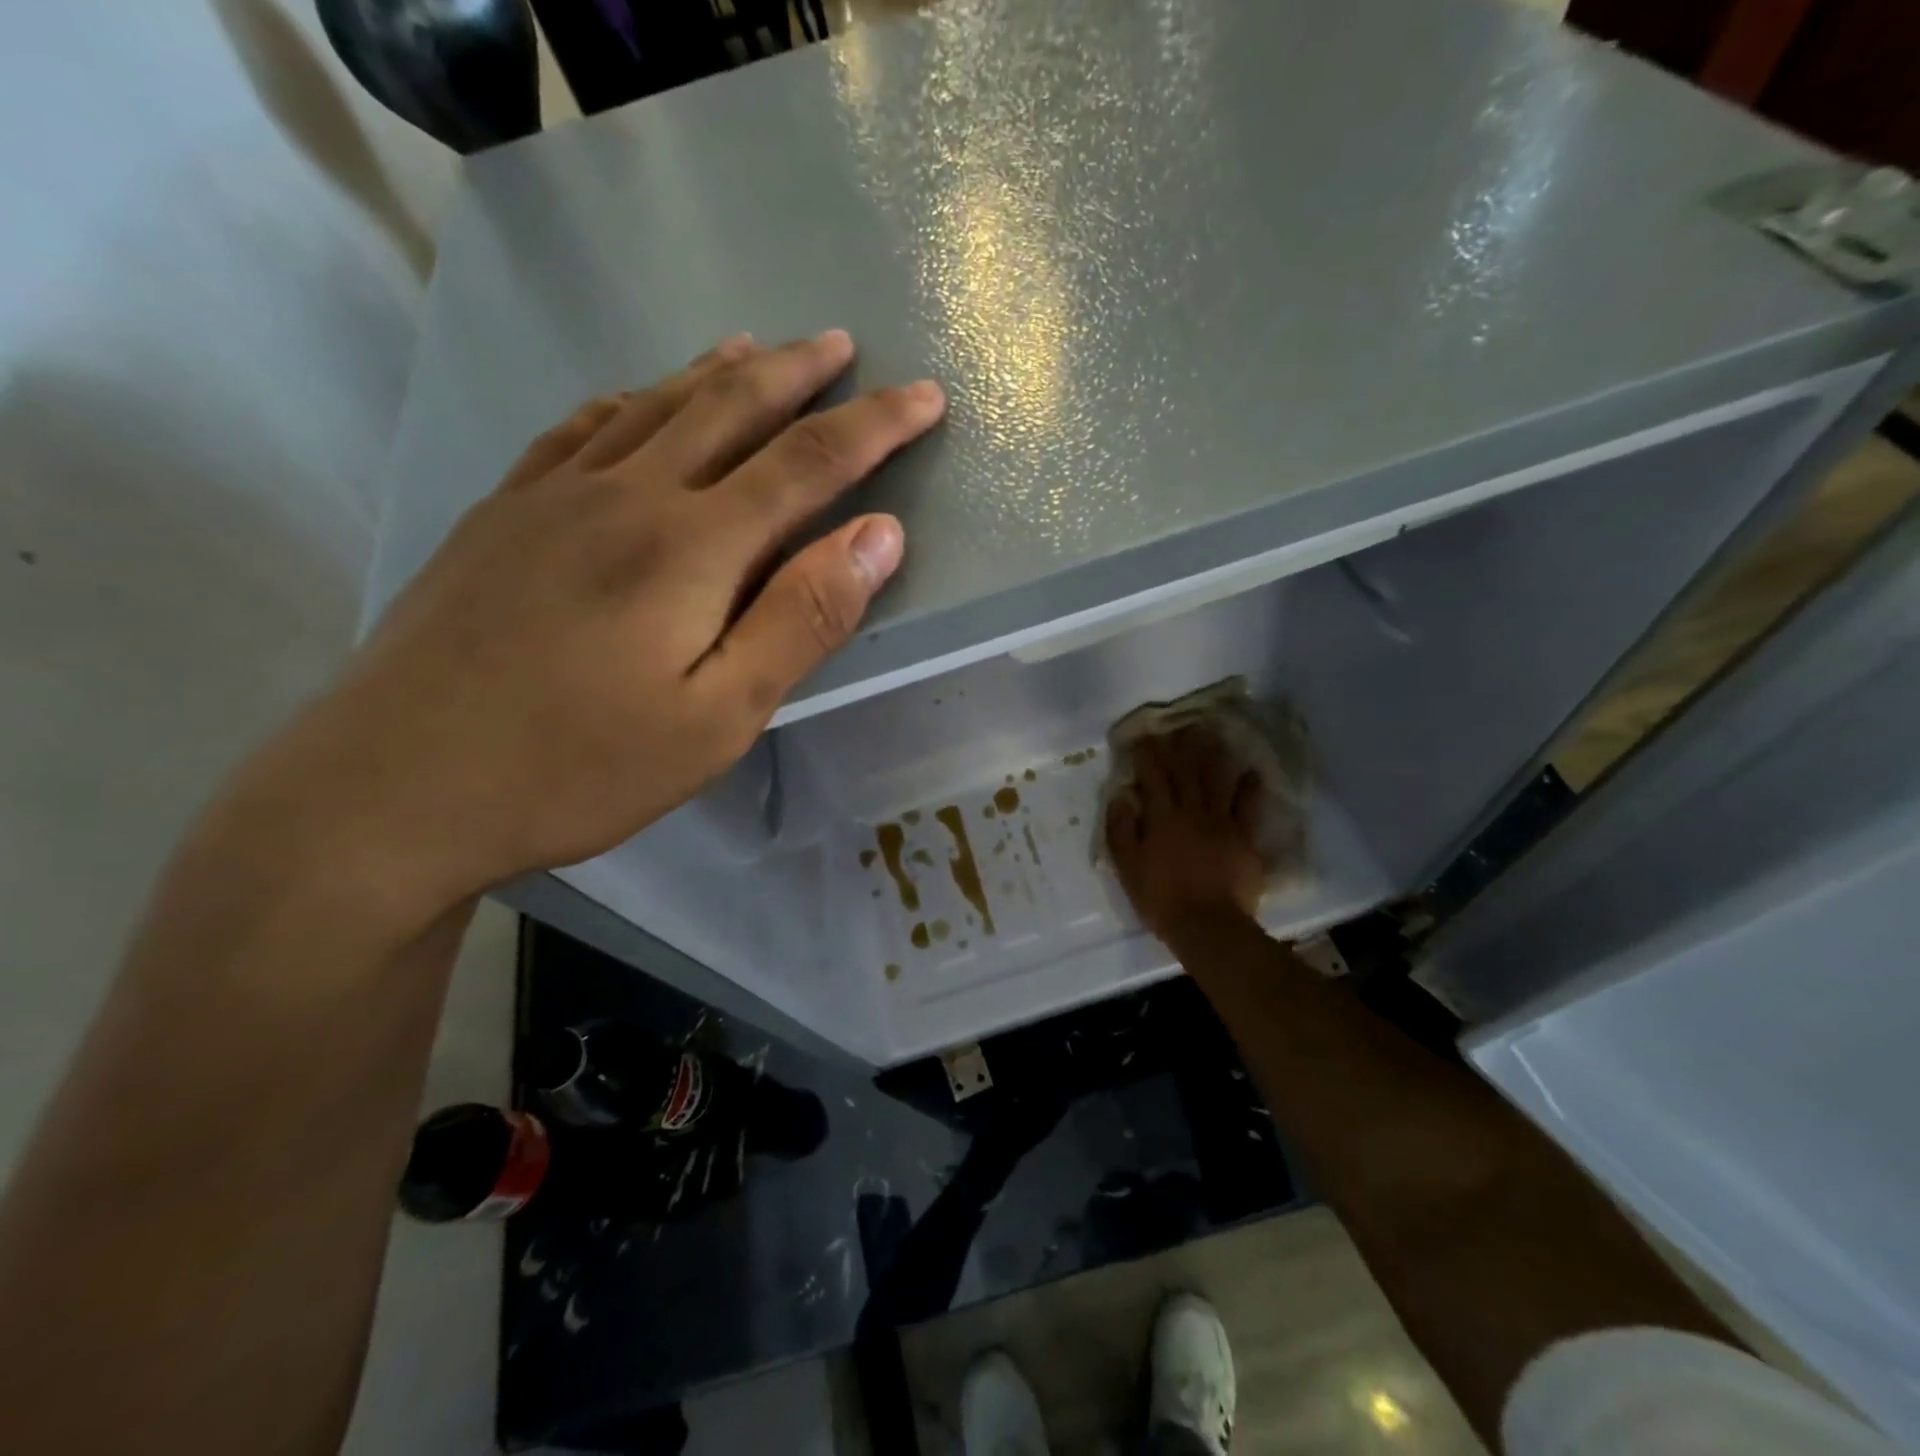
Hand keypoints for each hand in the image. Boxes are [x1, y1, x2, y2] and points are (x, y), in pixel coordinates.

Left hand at [242, 331, 943, 917]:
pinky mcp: (502, 515)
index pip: (808, 463)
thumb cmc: (581, 766)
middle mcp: (626, 496)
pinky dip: (629, 400)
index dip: (875, 427)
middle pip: (730, 409)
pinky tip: (638, 398)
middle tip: (845, 346)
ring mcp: (553, 497)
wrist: (395, 786)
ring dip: (718, 372)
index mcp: (691, 547)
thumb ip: (803, 619)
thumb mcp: (720, 716)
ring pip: (655, 405)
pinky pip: (579, 430)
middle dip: (799, 374)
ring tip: (759, 347)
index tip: (925, 398)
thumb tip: (880, 535)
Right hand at [1105, 729, 1266, 943]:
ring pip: (1217, 780)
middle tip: (1182, 723)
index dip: (1147, 754)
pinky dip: (1250, 787)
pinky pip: (1248, 806)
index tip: (1143, 736)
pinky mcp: (1243, 837)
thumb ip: (1121, 830)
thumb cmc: (1160, 898)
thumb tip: (1121, 796)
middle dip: (1181, 745)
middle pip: (1186, 771)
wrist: (1208, 925)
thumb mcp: (1127, 867)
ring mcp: (1221, 822)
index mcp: (1161, 817)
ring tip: (1215, 733)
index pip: (1152, 776)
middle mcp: (1191, 811)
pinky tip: (1252, 771)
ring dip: (1214, 755)